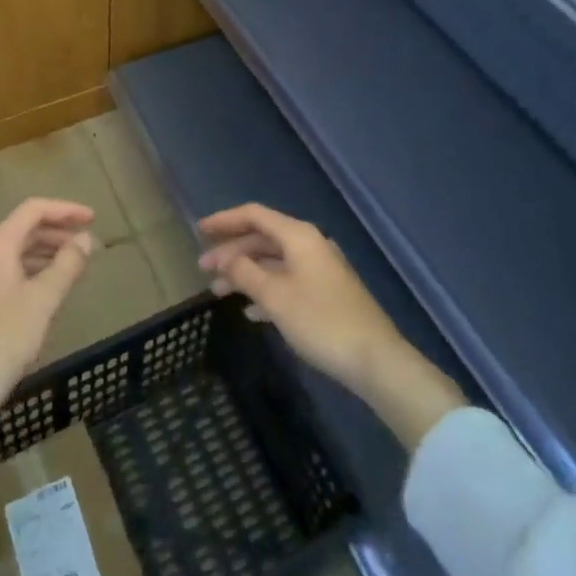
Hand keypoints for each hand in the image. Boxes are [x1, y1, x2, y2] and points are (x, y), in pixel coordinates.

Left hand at [0, 198, 97, 434]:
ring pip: (18, 253)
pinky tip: (50, 291)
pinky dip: (34, 272)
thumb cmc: (1, 340)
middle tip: (89, 245)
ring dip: (48, 253)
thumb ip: (67, 265)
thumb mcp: (42, 301)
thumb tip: (86, 239)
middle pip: (25, 229)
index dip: (65, 210)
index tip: (93, 219)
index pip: (33, 210)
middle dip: (59, 232)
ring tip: (76, 266)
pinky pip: (11, 273)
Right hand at [199, 203, 464, 449]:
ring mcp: (320, 270)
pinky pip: (287, 282)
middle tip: (203, 269)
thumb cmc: (321, 321)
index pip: (254, 215)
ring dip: (246, 274)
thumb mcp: (275, 296)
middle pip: (263, 238)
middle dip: (231, 252)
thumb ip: (245, 273)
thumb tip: (226, 258)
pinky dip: (266, 291)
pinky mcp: (327, 294)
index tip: (199, 231)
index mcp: (299, 236)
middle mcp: (310, 245)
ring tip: (218, 293)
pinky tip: (251, 312)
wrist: (376, 361)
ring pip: (274, 262)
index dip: (224, 220)